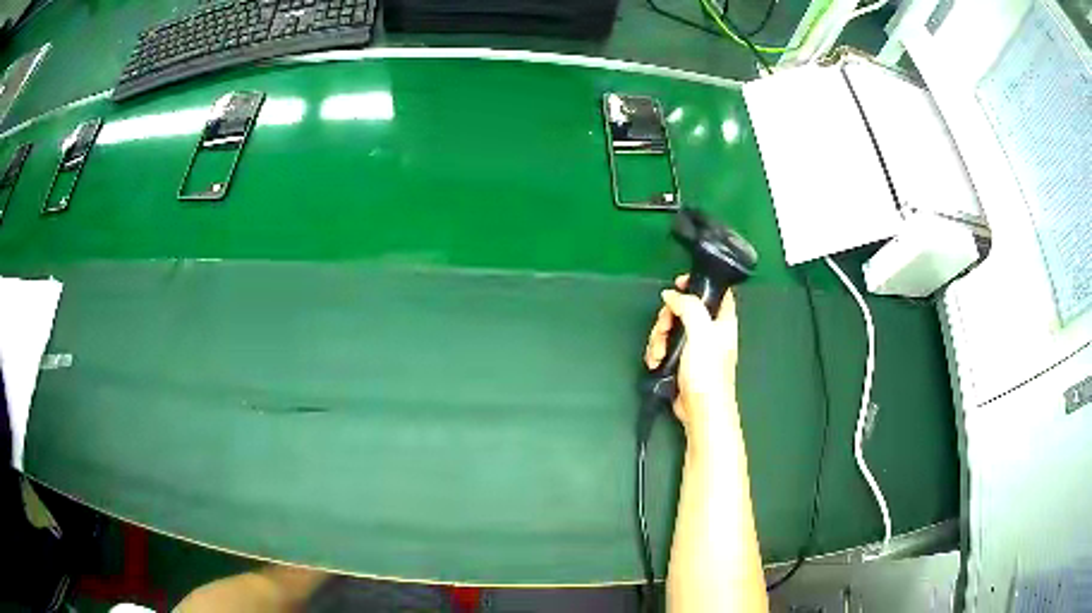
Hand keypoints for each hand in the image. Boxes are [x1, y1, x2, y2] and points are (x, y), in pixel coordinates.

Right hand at [644, 275, 739, 436]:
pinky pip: (665, 346)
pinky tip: (656, 362)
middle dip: (667, 317)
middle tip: (663, 328)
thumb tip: (671, 295)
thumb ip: (688, 307)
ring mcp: (695, 346)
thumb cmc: (708, 373)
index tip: (678, 284)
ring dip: (659, 338)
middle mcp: (710, 330)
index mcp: (722, 321)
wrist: (701, 410)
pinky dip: (657, 351)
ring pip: (671, 327)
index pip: (715, 291)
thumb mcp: (701, 332)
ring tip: (658, 353)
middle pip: (684, 309)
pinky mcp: (681, 361)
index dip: (697, 283)